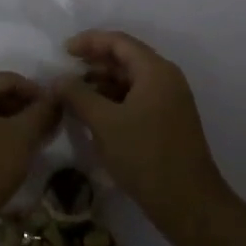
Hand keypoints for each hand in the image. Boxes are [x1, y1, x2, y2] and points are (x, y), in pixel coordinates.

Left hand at [0, 71, 58, 235]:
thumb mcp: (22, 137)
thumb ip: (41, 113)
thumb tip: (55, 98)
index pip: (9, 79)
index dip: (36, 93)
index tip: (56, 112)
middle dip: (22, 110)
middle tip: (45, 129)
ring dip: (8, 126)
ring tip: (29, 145)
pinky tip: (6, 158)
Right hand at [54, 31, 229, 235]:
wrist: (188, 203)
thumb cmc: (145, 155)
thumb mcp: (105, 123)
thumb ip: (78, 96)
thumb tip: (57, 81)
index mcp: (155, 71)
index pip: (119, 42)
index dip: (89, 41)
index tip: (63, 51)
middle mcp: (166, 79)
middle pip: (126, 59)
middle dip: (94, 64)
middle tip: (65, 75)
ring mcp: (170, 101)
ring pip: (131, 81)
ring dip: (102, 84)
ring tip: (74, 97)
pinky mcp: (168, 122)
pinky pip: (137, 99)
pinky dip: (114, 101)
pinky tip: (95, 116)